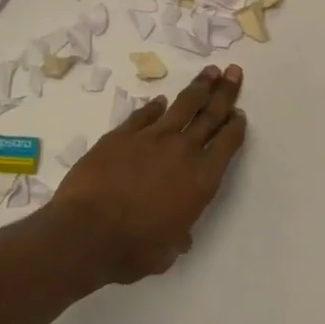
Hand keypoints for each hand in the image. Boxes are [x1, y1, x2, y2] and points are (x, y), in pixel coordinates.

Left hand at [51, 64, 245, 284]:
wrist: (85, 234)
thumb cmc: (131, 250)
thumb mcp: (166, 252)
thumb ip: (178, 236)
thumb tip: (179, 236)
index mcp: (202, 179)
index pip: (227, 143)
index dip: (235, 126)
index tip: (239, 113)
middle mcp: (183, 151)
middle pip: (211, 114)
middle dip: (225, 92)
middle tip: (234, 72)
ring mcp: (151, 138)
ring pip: (182, 105)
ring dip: (199, 87)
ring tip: (210, 71)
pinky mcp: (122, 135)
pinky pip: (144, 114)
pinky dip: (154, 107)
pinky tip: (160, 101)